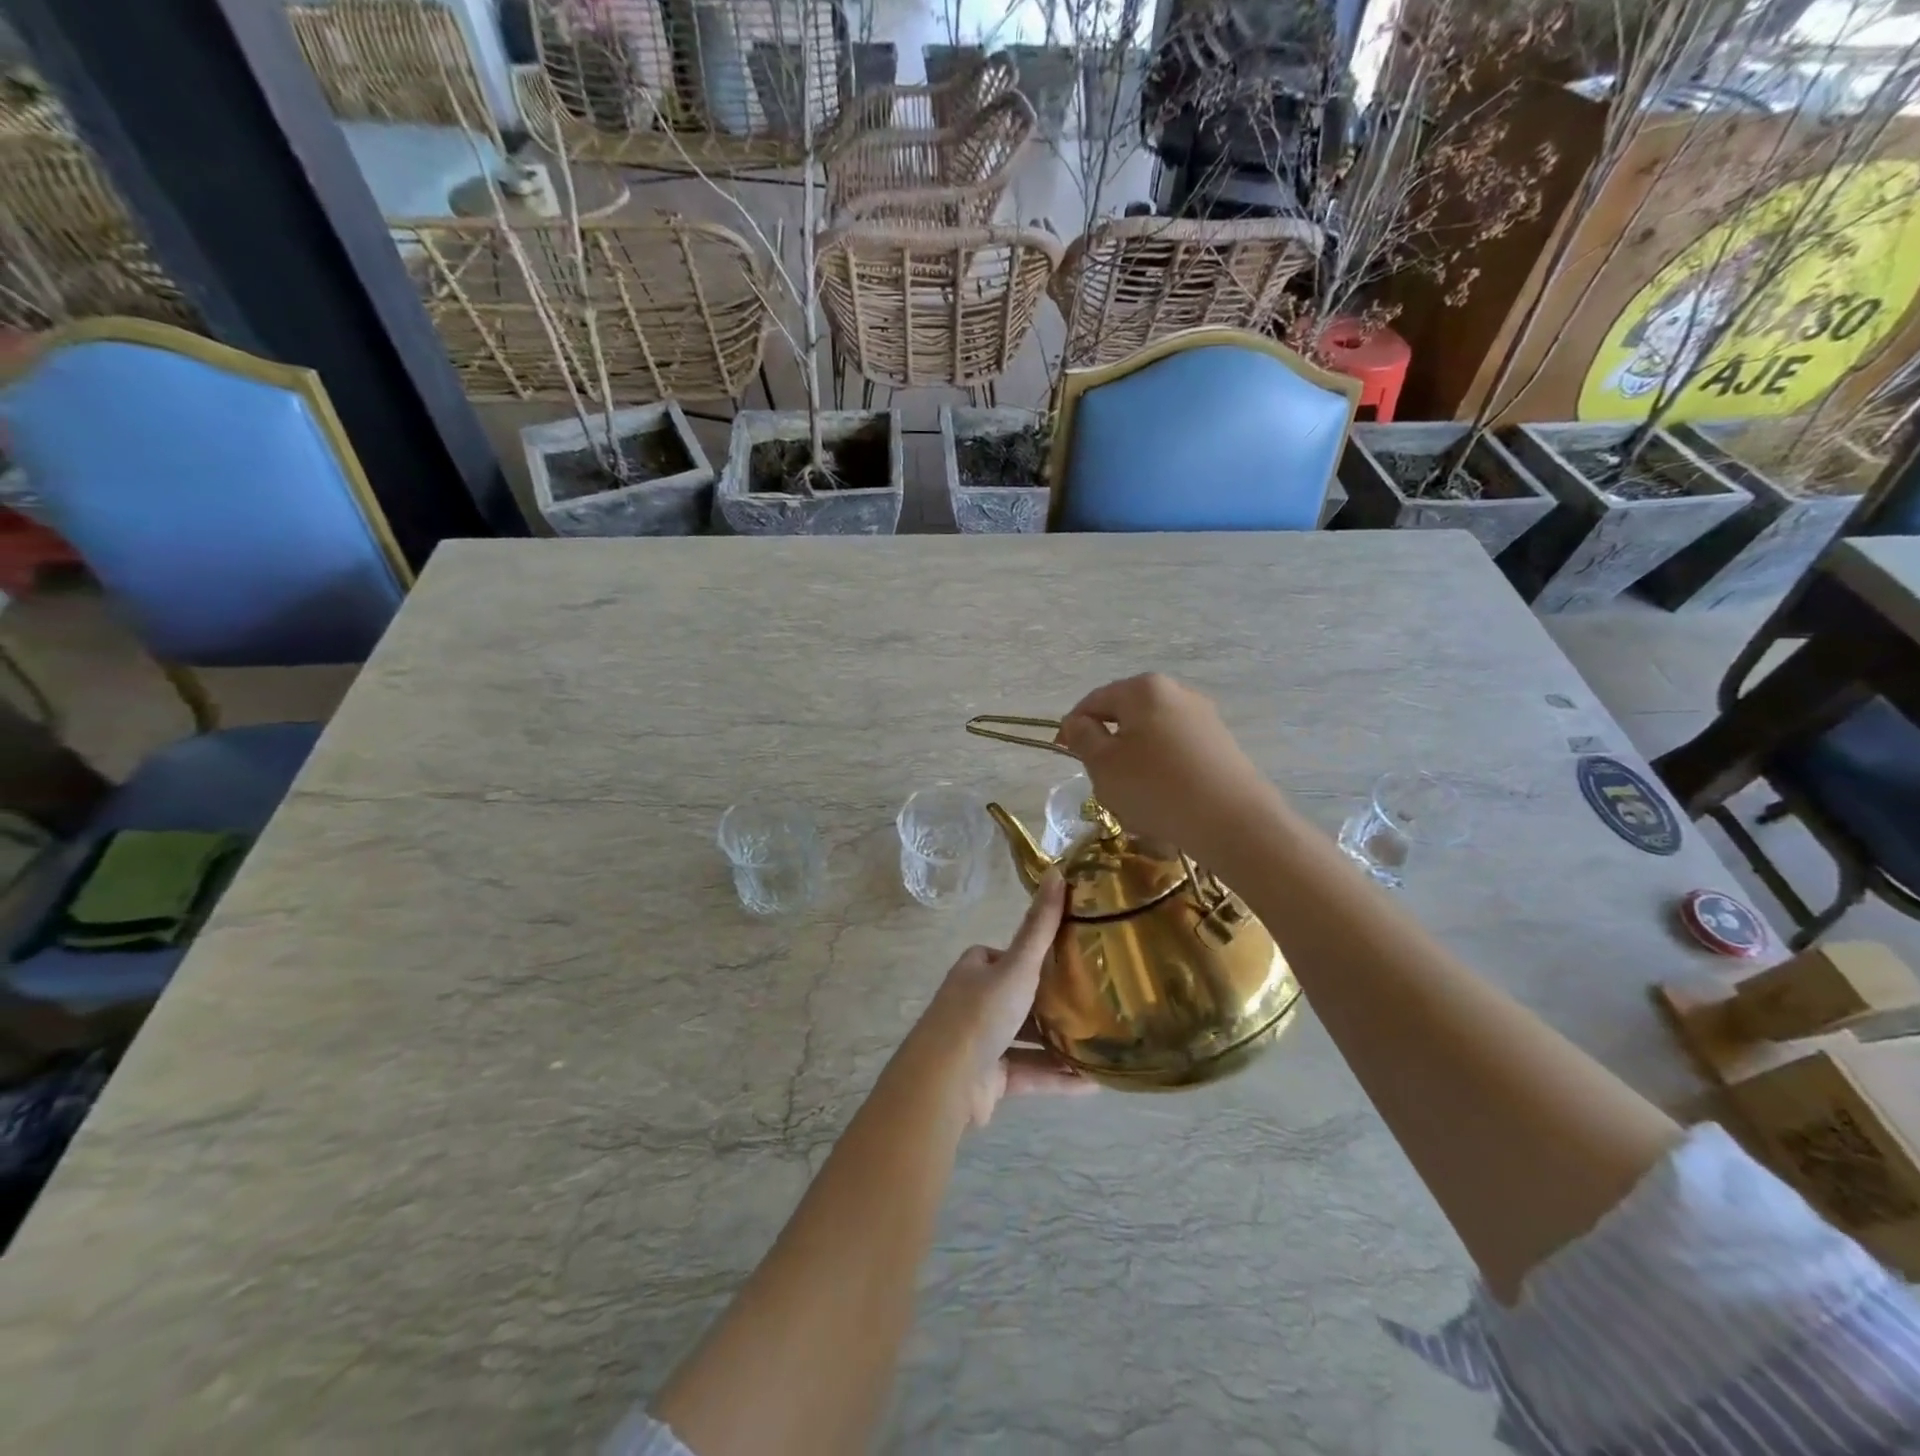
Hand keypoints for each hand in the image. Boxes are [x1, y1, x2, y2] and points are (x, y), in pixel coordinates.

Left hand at [913, 873, 1091, 1127]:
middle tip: (1093, 1001)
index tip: (1067, 958)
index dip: (1030, 956)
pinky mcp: (990, 1079)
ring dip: (1059, 1043)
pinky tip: (1093, 1084)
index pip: (1003, 955)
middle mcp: (975, 1003)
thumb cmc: (981, 1013)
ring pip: (1027, 1038)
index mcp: (975, 971)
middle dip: (1050, 1001)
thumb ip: (1040, 927)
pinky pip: (1030, 1073)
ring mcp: (981, 1043)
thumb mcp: (1017, 965)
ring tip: (1100, 1043)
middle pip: (1018, 997)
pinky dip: (1058, 1078)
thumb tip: (1057, 871)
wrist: (945, 1081)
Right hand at [1055, 674, 1270, 850]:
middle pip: (1126, 717)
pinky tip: (1163, 802)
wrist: (1232, 822)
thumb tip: (1078, 722)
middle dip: (1108, 746)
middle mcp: (1176, 693)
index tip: (1063, 753)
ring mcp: (1203, 718)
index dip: (1073, 726)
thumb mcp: (1103, 764)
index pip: (1094, 701)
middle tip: (1099, 781)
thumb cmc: (1155, 787)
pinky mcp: (1221, 745)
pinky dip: (1161, 772)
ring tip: (1132, 798)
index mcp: (1143, 689)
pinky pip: (1177, 753)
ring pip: (1151, 737)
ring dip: (1134, 762)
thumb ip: (1083, 738)